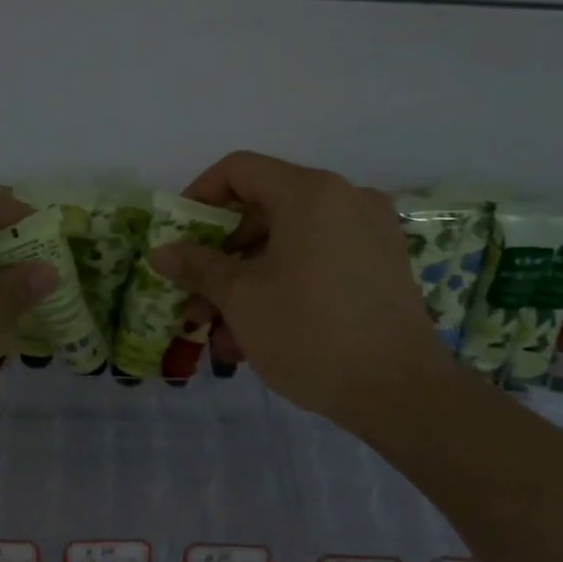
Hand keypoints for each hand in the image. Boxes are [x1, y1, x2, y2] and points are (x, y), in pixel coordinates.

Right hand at [151, 151, 455, 436]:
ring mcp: (368, 231)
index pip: (239, 170)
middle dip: (220, 256)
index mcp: (309, 192)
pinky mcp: (381, 264)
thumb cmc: (310, 333)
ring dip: (247, 281)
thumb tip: (161, 252)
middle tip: (194, 297)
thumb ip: (198, 266)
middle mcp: (343, 198)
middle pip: (263, 209)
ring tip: (221, 334)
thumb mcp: (242, 299)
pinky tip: (258, 334)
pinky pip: (317, 260)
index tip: (178, 237)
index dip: (198, 196)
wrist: (401, 392)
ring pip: (288, 242)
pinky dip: (283, 284)